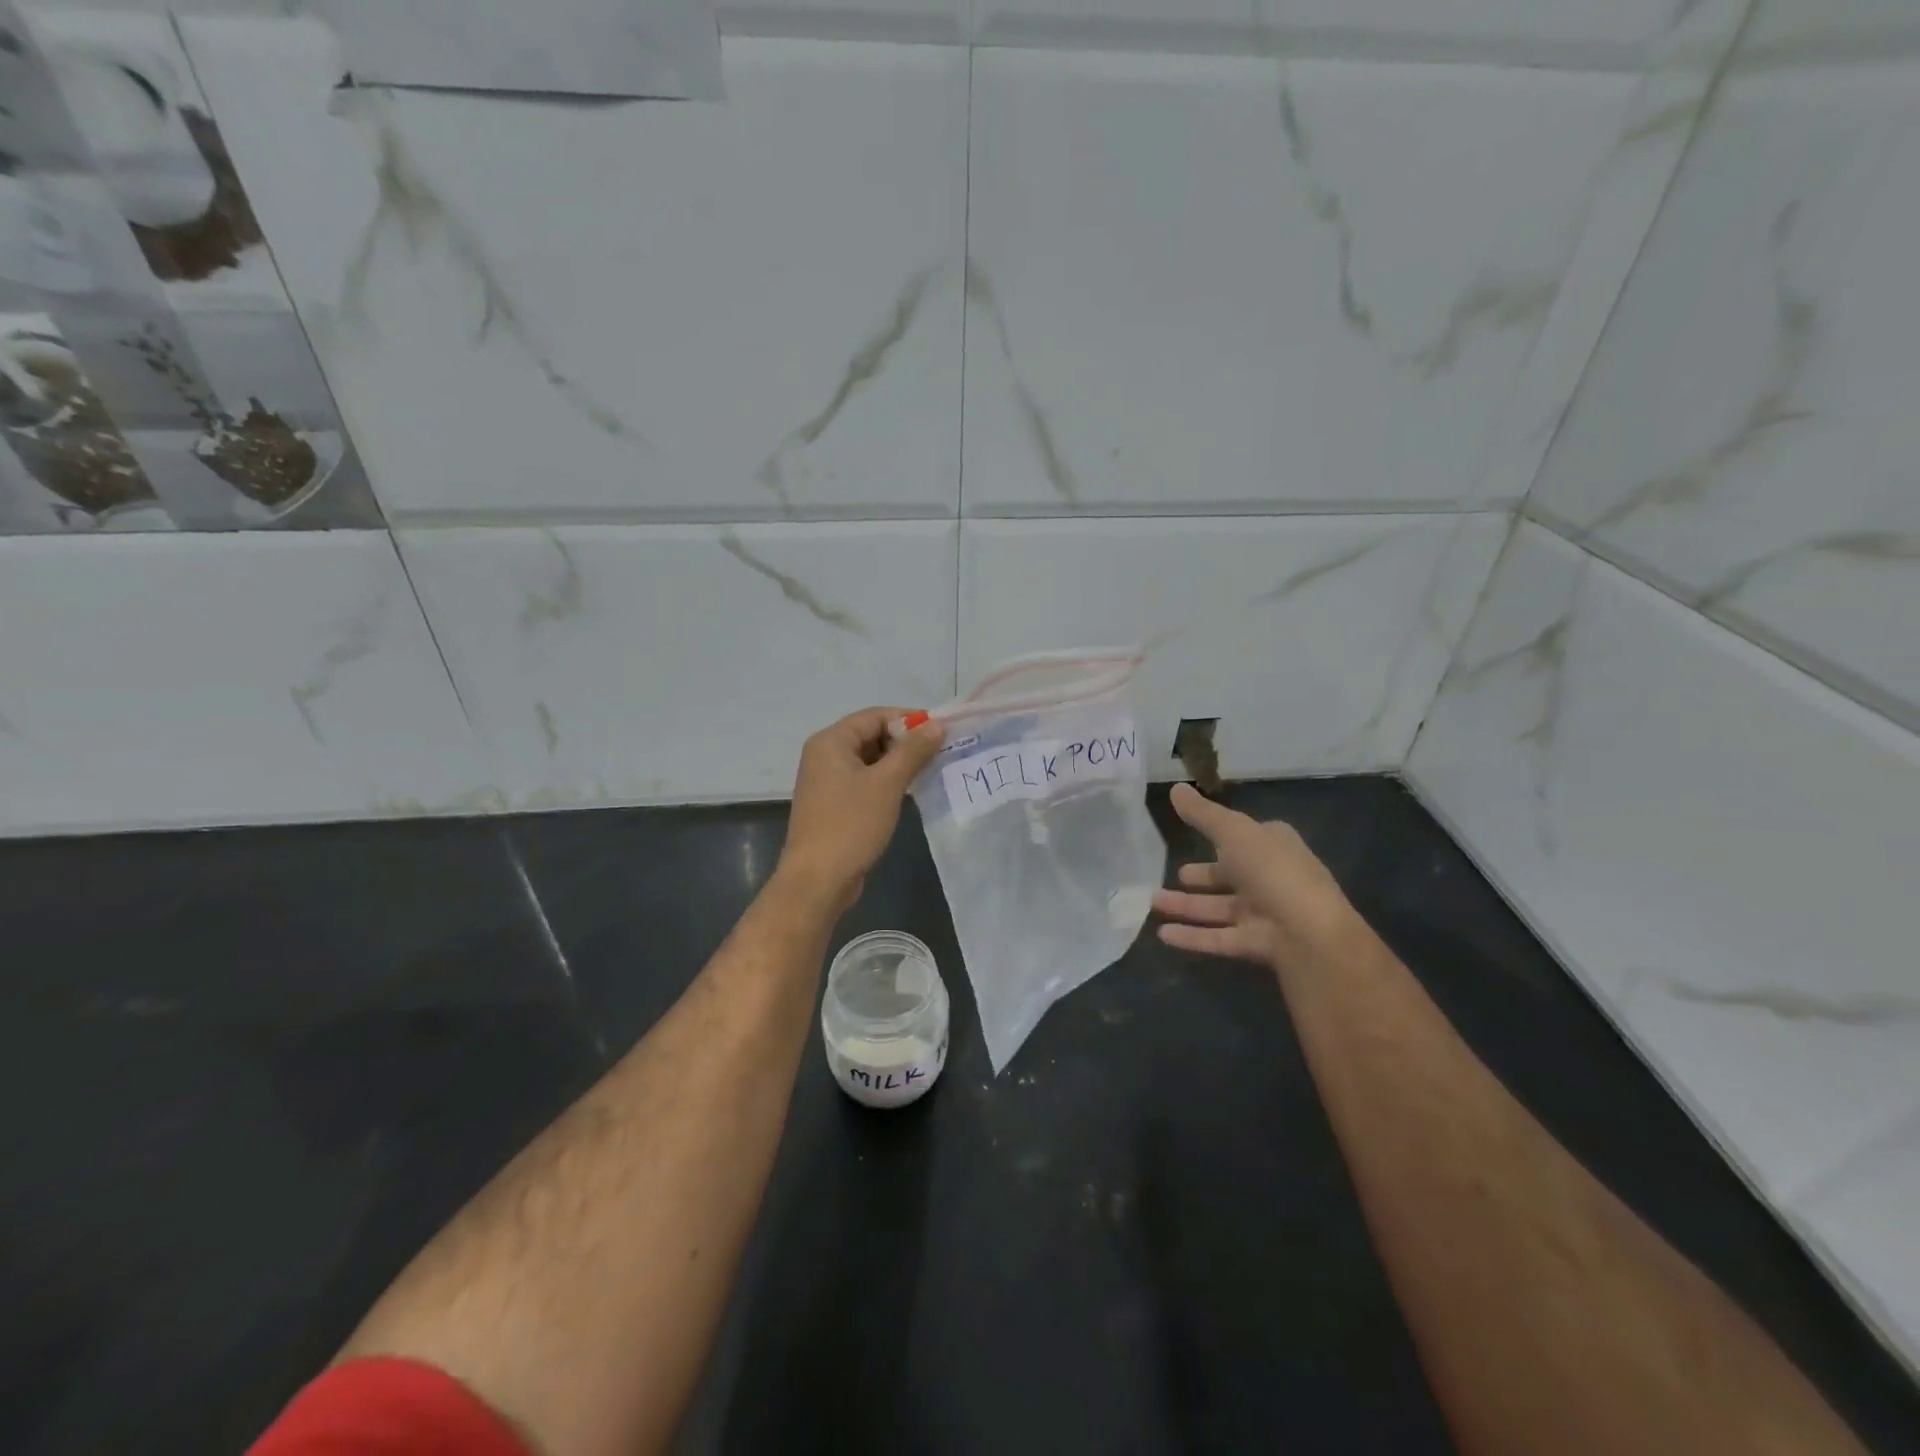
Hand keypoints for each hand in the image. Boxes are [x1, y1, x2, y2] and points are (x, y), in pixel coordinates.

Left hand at [778, 707, 943, 912]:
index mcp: (830, 742)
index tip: (940, 730)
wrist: (818, 880)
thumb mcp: (887, 784)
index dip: (908, 719)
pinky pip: (863, 782)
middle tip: (938, 753)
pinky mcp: (832, 805)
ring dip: (897, 763)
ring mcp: (826, 782)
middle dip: (904, 742)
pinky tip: (907, 793)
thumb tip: (937, 725)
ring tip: (929, 771)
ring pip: (868, 761)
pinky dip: (885, 782)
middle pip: (870, 735)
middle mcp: (823, 756)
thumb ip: (913, 751)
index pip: (874, 716)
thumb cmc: (851, 825)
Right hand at [1153, 783, 1361, 975]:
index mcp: (1274, 846)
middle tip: (1175, 873)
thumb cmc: (1273, 871)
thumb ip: (1202, 814)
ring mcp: (1264, 913)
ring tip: (1152, 902)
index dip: (1222, 834)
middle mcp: (1271, 878)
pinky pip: (1217, 938)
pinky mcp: (1255, 944)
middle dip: (1203, 876)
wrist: (1310, 934)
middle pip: (1231, 875)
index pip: (1245, 836)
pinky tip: (1162, 934)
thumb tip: (1175, 786)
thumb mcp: (1233, 832)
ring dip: (1186, 906)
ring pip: (1218, 908)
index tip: (1193, 833)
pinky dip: (1191, 936)